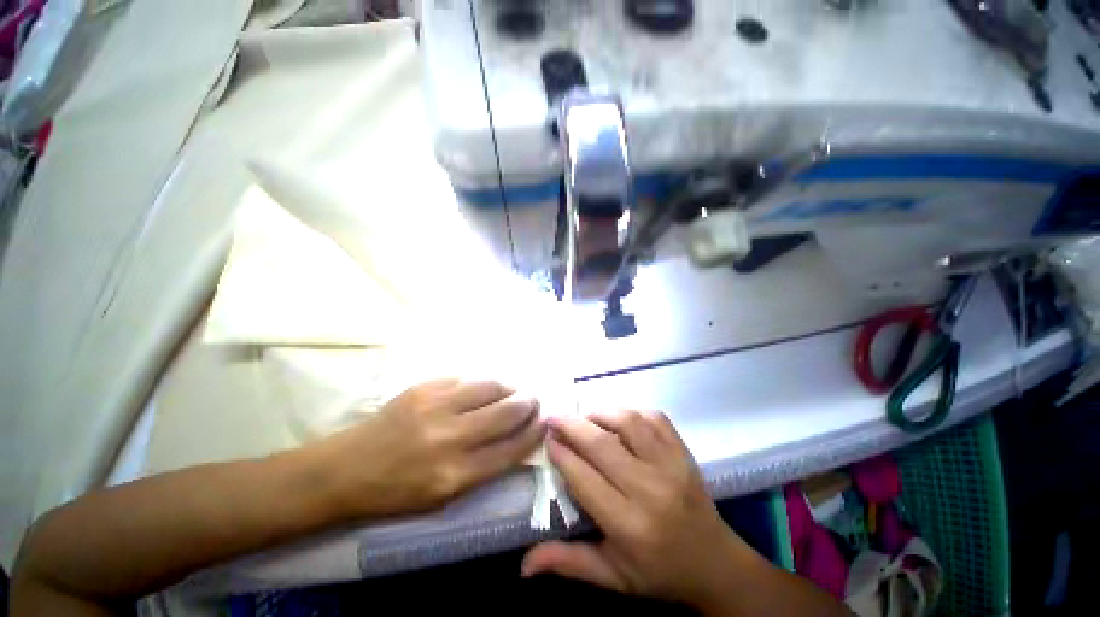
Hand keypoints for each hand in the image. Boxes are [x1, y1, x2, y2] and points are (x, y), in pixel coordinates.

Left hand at [314, 379, 544, 518]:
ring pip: (490, 387)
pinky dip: (483, 384)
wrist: (346, 468)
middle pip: (506, 413)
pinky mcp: (424, 387)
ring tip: (514, 391)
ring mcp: (435, 406)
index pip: (510, 449)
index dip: (534, 433)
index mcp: (454, 475)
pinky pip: (467, 379)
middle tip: (534, 401)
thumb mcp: (444, 496)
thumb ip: (484, 467)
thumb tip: (516, 439)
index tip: (544, 423)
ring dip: (509, 388)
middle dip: (528, 404)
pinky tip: (486, 389)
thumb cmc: (396, 491)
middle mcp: (449, 437)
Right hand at [521, 411, 755, 610]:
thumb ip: (568, 563)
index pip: (584, 478)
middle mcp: (650, 489)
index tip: (547, 441)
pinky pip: (654, 417)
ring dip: (600, 413)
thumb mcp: (612, 577)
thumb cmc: (658, 571)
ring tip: (584, 417)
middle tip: (553, 418)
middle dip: (571, 425)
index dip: (561, 454)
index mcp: (629, 525)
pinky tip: (618, 419)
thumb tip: (523, 565)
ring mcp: (671, 465)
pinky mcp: (683, 451)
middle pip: (601, 444)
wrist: (714, 562)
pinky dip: (631, 411)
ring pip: (627, 422)